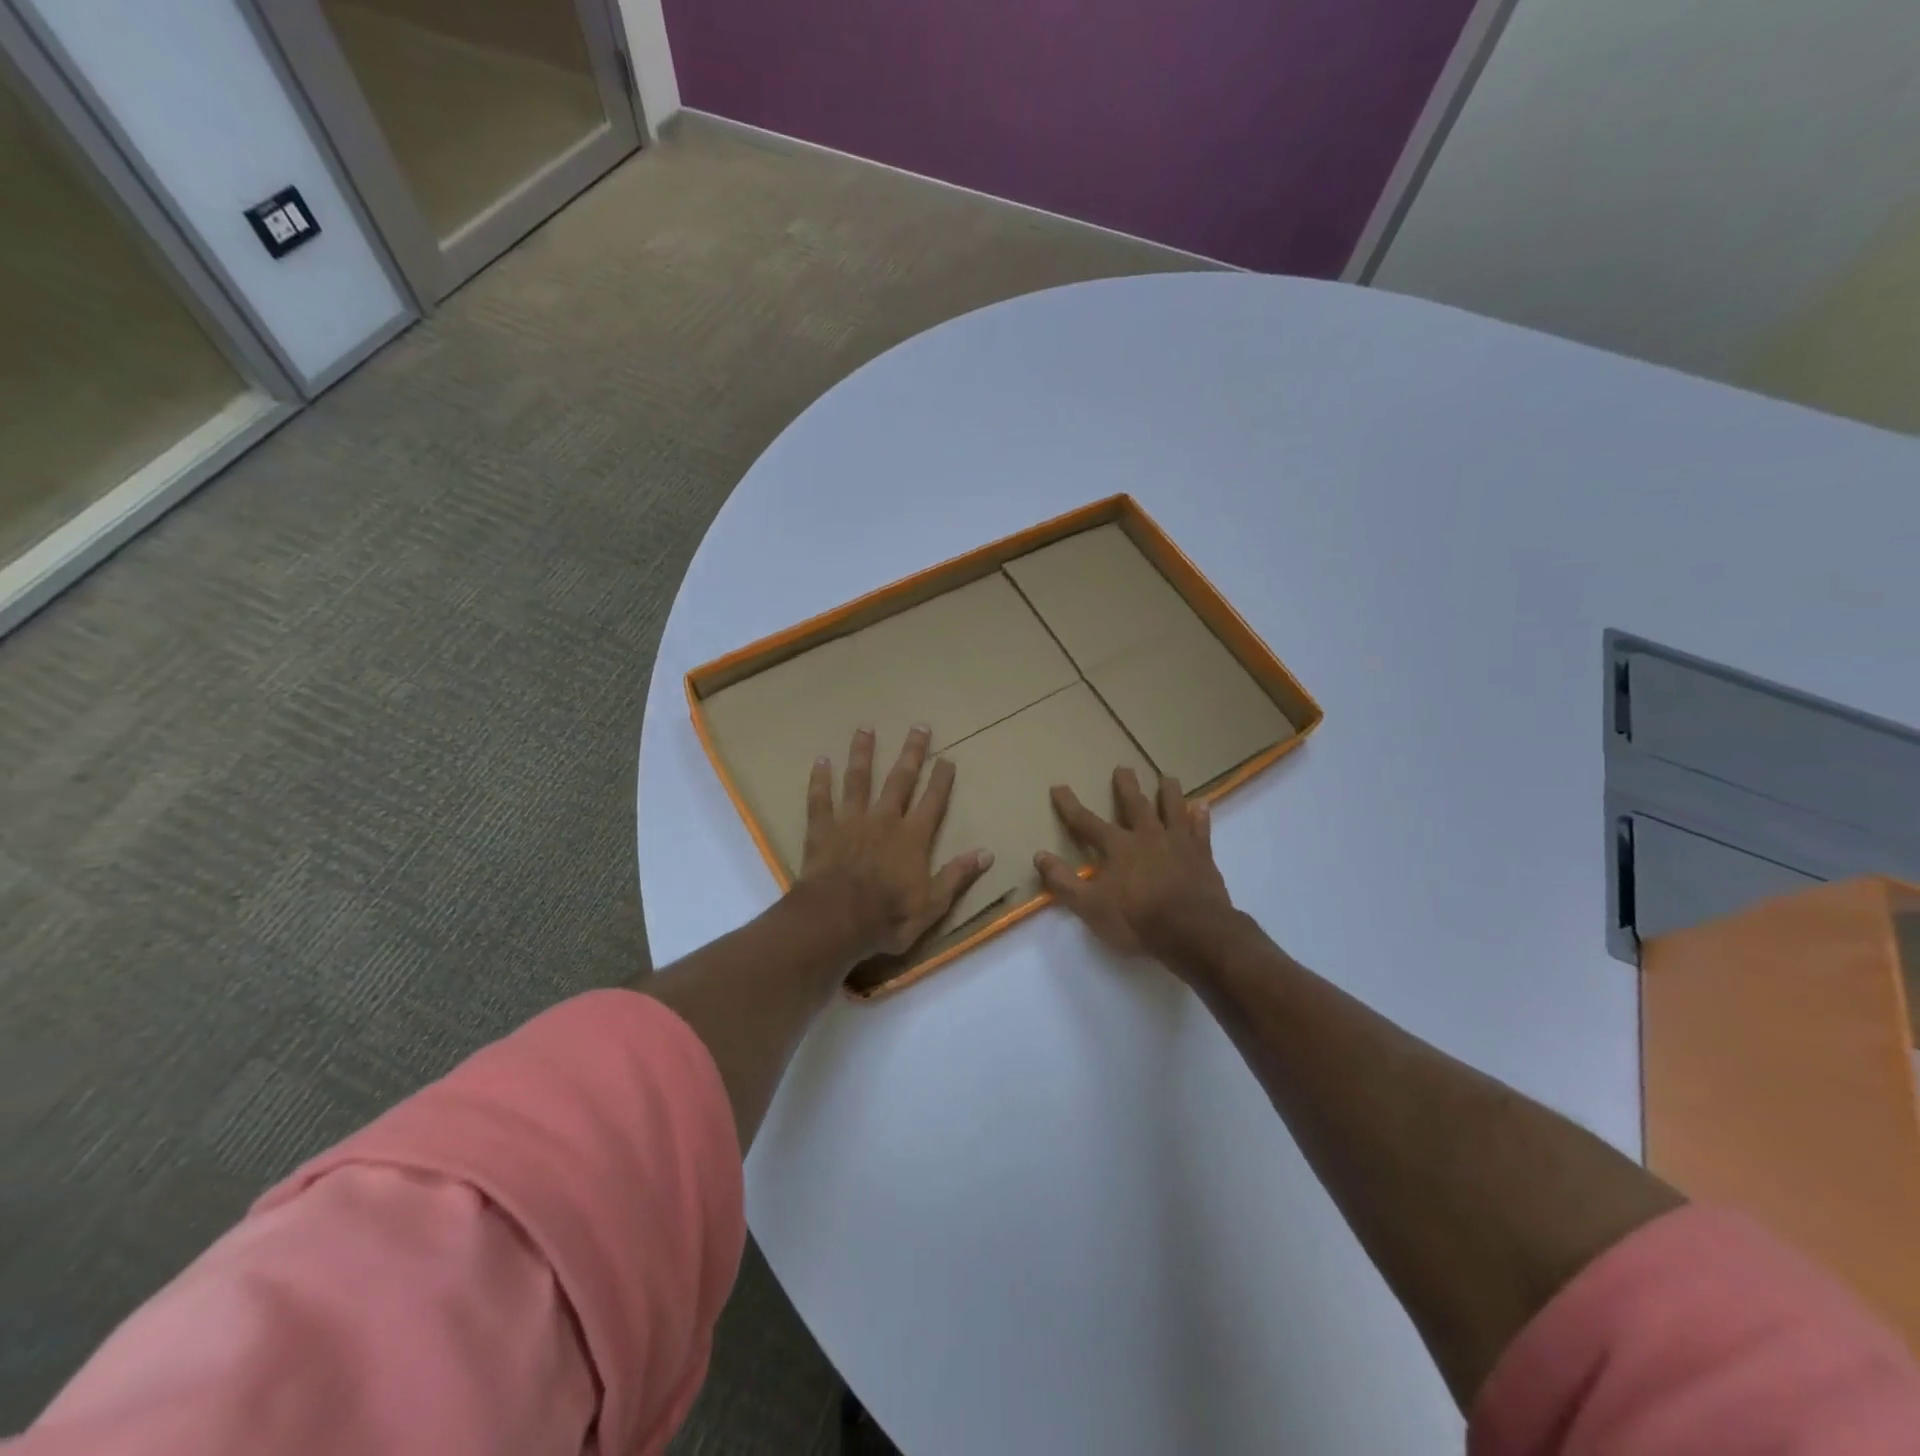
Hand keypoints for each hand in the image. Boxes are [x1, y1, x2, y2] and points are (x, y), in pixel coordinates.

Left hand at [798, 725, 992, 956]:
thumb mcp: (932, 905)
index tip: (947, 758)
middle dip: (911, 753)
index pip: (933, 802)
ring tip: (866, 728)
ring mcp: (851, 821)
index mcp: (913, 838)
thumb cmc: (887, 917)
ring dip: (863, 753)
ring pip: (859, 779)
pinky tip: (820, 760)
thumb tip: (987, 854)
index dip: (942, 780)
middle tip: (918, 726)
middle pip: (900, 780)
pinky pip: (820, 799)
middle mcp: (884, 820)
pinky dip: (820, 780)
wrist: (836, 920)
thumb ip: (957, 876)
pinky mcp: (823, 829)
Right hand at [1035, 767, 1236, 967]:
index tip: (1058, 786)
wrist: (1191, 930)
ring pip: (1172, 809)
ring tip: (1167, 778)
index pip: (1086, 822)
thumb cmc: (1136, 919)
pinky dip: (1201, 816)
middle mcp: (1147, 836)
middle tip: (1123, 767)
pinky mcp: (1202, 855)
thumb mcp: (1090, 906)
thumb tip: (1039, 855)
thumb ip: (1063, 881)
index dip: (1069, 805)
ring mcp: (1178, 843)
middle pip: (1135, 804)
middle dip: (1126, 786)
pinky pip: (1201, 829)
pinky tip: (1202, 805)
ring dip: (1168, 792)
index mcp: (1117, 847)